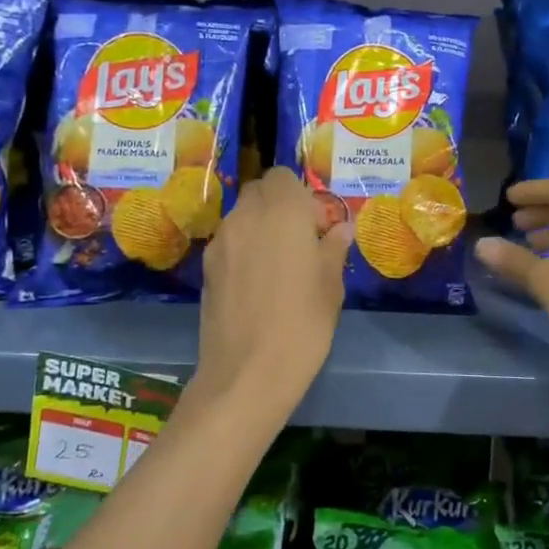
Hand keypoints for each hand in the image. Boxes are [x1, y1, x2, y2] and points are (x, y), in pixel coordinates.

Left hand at [193, 168, 352, 421]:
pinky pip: (230, 242)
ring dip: (261, 227)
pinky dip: (244, 249)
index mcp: (283, 211)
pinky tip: (258, 284)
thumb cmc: (302, 324)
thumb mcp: (331, 286)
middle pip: (260, 191)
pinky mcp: (207, 268)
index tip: (317, 227)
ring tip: (280, 265)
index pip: (284, 176)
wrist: (247, 373)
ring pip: (242, 216)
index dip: (301, 195)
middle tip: (301, 241)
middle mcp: (246, 216)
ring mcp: (221, 241)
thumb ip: (333, 249)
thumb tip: (340, 229)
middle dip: (280, 206)